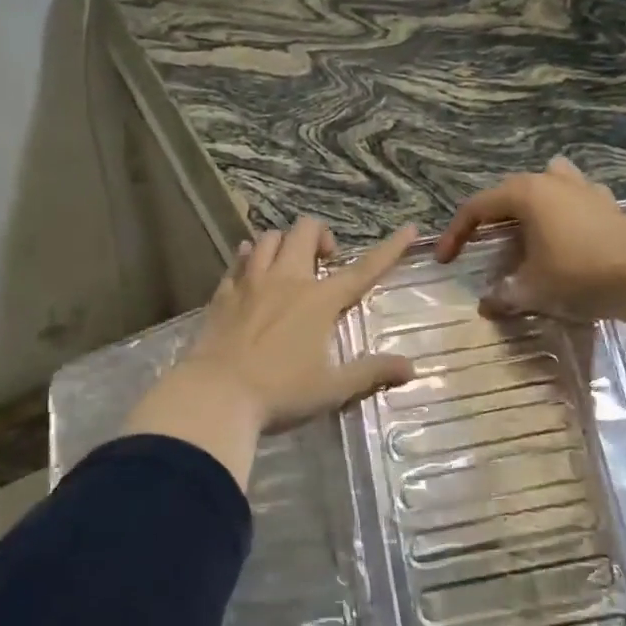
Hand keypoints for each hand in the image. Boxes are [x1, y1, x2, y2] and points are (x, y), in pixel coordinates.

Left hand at [179, 216, 418, 433]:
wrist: (215, 396)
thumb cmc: (280, 393)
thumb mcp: (332, 388)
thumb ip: (371, 373)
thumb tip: (411, 368)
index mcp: (319, 300)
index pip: (363, 269)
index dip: (390, 248)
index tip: (410, 228)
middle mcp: (287, 280)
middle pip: (305, 231)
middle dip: (321, 235)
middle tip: (325, 262)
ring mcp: (251, 282)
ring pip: (269, 238)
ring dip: (284, 243)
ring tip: (288, 265)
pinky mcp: (224, 293)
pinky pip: (238, 260)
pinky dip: (249, 257)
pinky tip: (250, 268)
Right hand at [435, 157, 625, 321]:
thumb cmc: (579, 274)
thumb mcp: (533, 289)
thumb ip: (504, 294)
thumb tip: (486, 304)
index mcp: (525, 194)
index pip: (476, 208)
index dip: (455, 234)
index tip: (445, 261)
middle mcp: (551, 181)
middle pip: (508, 193)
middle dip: (491, 220)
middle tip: (482, 248)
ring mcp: (583, 187)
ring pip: (546, 183)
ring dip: (530, 204)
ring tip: (525, 230)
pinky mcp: (607, 202)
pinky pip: (575, 196)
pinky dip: (563, 210)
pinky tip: (567, 231)